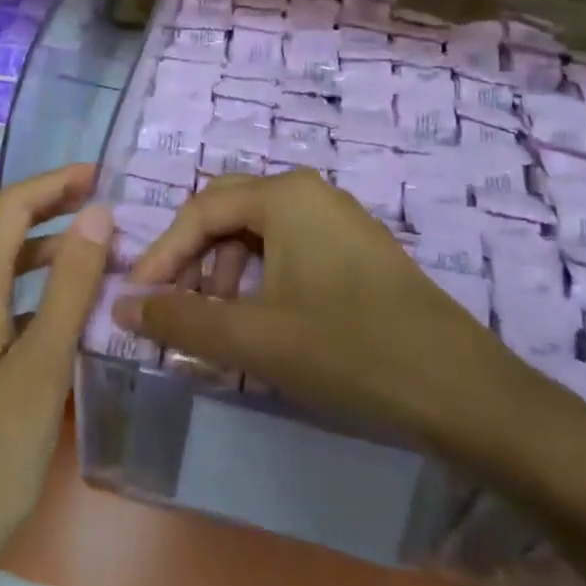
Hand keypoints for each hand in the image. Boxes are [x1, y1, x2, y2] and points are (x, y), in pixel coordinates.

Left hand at [0, 164, 110, 585]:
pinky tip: (68, 321)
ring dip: (48, 257)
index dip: (55, 183)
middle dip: (54, 214)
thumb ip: (70, 286)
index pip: (10, 208)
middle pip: (4, 234)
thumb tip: (96, 214)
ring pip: (2, 274)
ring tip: (101, 261)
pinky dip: (36, 298)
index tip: (101, 175)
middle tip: (110, 215)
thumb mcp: (43, 365)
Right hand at [119, 171, 534, 467]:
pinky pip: (290, 250)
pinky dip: (261, 278)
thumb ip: (180, 320)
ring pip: (260, 232)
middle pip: (228, 211)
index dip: (163, 253)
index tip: (139, 297)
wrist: (463, 391)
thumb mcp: (253, 339)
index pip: (201, 210)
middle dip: (193, 256)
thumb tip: (121, 305)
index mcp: (284, 196)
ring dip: (226, 270)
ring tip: (218, 322)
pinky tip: (261, 322)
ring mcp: (340, 221)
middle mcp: (311, 194)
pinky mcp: (358, 252)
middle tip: (175, 303)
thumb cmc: (348, 350)